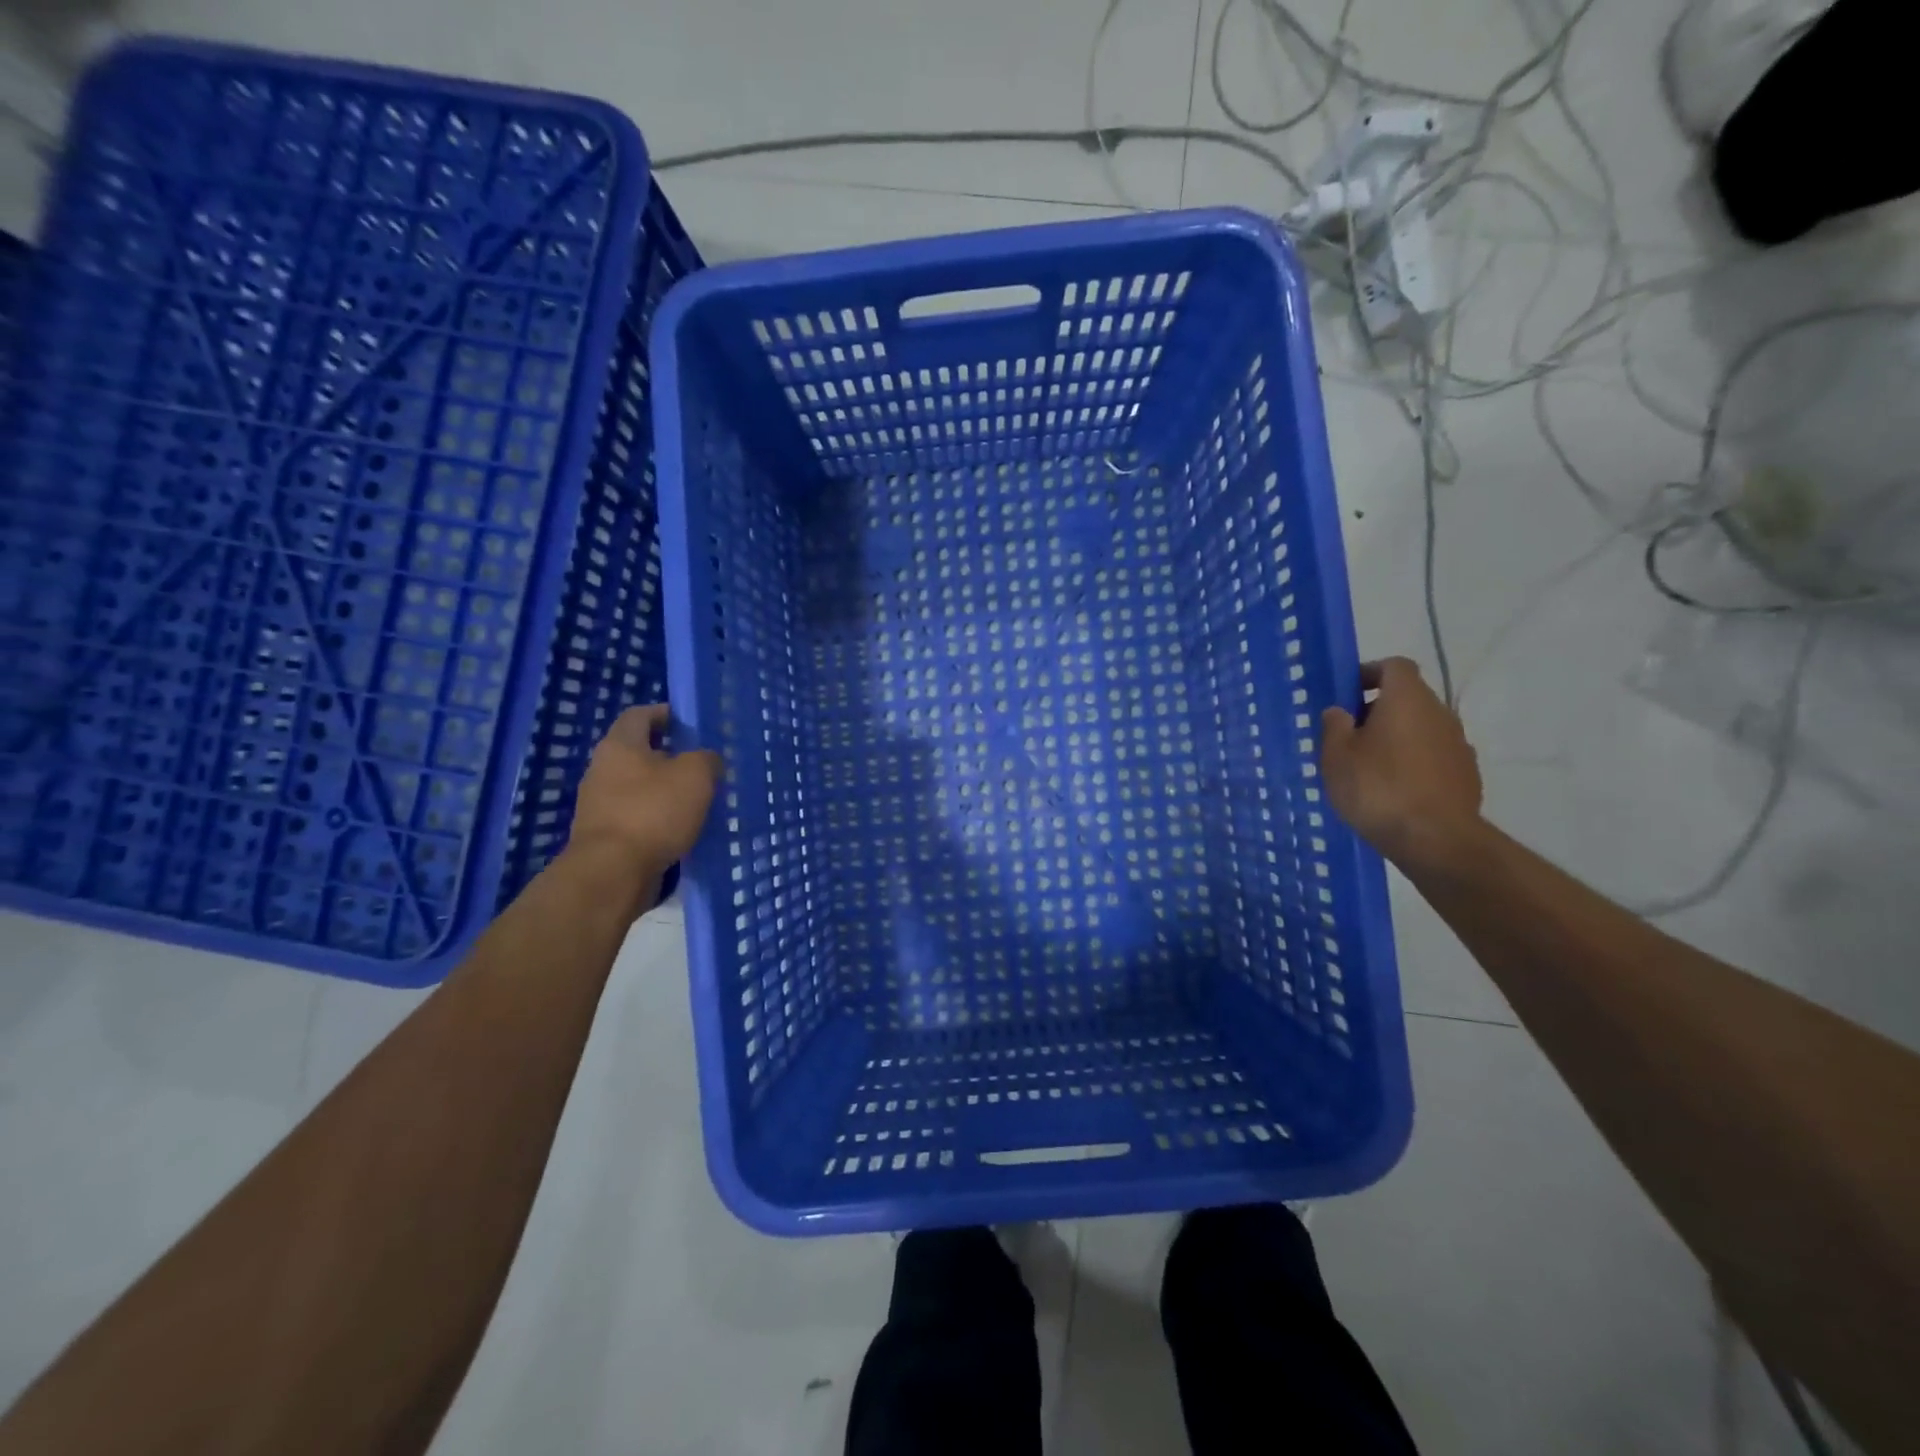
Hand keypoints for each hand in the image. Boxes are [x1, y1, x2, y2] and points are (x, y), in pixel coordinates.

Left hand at [566, 705, 722, 888]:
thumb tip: (707, 761)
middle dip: (669, 755)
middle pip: (637, 752)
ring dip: (664, 789)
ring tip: (696, 800)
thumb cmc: (654, 812)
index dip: (665, 714)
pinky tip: (680, 828)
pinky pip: (636, 815)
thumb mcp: (696, 775)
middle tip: (701, 764)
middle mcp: (602, 769)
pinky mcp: (604, 835)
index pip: (640, 715)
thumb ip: (707, 759)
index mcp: (620, 745)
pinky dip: (657, 817)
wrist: (613, 873)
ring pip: (638, 786)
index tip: (689, 723)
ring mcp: (599, 804)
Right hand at [1320, 658, 1482, 867]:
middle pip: (1408, 698)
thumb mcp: (1336, 756)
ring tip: (1368, 767)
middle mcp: (1439, 713)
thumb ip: (1334, 726)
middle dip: (1378, 710)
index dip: (1369, 672)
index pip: (1394, 666)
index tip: (1347, 693)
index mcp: (1407, 699)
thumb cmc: (1377, 788)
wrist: (1435, 840)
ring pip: (1421, 728)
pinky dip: (1413, 762)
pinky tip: (1393, 790)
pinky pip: (1433, 756)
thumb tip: (1340, 711)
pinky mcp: (1466, 774)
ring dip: (1396, 738)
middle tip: (1348, 736)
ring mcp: (1458, 744)